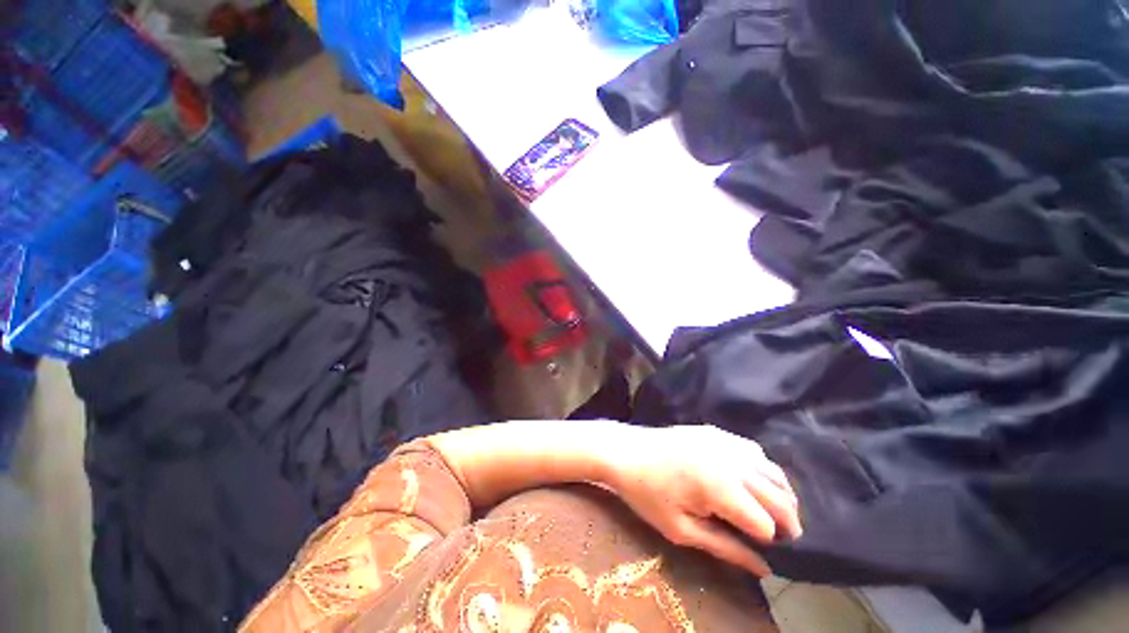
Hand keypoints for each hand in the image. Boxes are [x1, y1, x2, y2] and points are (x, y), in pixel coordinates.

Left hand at [604, 425, 801, 576]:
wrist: (625, 451)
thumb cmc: (647, 493)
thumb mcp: (681, 530)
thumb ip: (725, 549)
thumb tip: (764, 569)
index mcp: (721, 488)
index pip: (765, 523)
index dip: (768, 540)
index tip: (763, 550)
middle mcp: (731, 461)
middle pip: (778, 495)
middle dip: (788, 519)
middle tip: (787, 537)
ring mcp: (724, 441)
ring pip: (771, 469)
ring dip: (782, 493)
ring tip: (777, 511)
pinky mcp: (716, 432)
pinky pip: (753, 450)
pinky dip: (764, 468)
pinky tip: (755, 479)